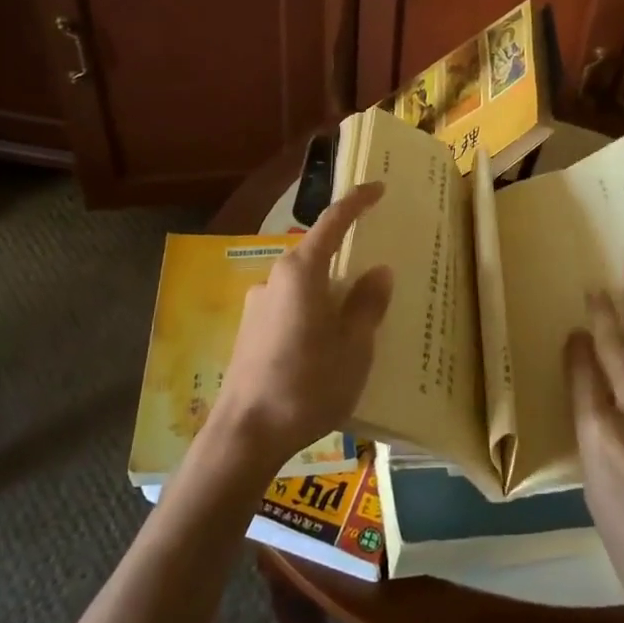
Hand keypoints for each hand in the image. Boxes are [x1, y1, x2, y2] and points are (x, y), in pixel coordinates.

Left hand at [210, 182, 393, 476]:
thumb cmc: (307, 385)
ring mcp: (258, 306)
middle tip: (376, 274)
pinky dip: (313, 314)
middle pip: (316, 254)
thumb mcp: (354, 347)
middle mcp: (274, 279)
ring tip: (356, 321)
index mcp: (301, 273)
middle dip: (346, 258)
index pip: (333, 222)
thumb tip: (378, 271)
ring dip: (328, 292)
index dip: (357, 202)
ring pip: (303, 285)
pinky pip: (291, 309)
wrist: (244, 434)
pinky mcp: (250, 333)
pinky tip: (326, 347)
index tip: (378, 187)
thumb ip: (367, 304)